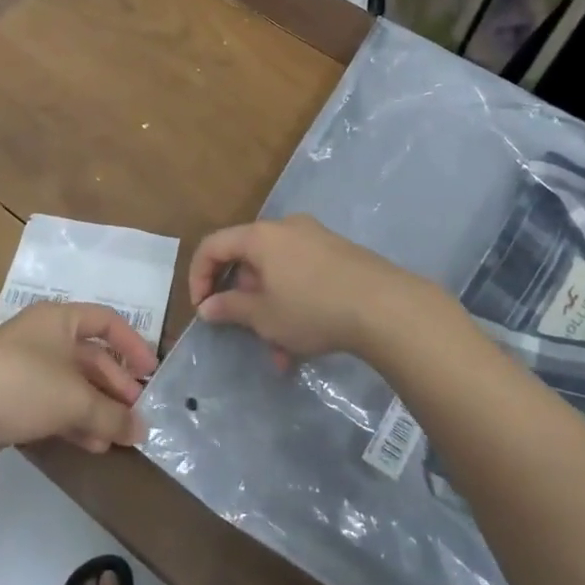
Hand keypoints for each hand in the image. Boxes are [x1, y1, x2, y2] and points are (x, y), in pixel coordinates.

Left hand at [0, 302, 158, 463]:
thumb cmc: (22, 385)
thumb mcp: (75, 399)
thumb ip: (113, 414)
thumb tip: (143, 430)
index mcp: (59, 319)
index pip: (106, 321)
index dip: (132, 344)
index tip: (151, 372)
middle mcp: (43, 337)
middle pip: (90, 356)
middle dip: (116, 385)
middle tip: (137, 413)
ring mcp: (24, 368)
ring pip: (72, 385)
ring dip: (97, 409)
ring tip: (119, 436)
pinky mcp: (8, 399)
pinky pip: (52, 404)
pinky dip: (74, 421)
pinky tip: (92, 445)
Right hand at [189, 215, 438, 362]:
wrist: (385, 306)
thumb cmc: (312, 308)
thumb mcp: (264, 315)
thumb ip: (230, 308)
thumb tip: (207, 306)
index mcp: (260, 235)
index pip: (213, 245)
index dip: (198, 277)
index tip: (202, 309)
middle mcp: (286, 228)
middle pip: (248, 261)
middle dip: (244, 303)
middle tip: (245, 334)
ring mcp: (316, 239)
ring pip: (277, 275)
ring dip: (271, 313)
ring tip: (282, 355)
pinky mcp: (338, 254)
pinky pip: (301, 276)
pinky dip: (294, 304)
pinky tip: (305, 343)